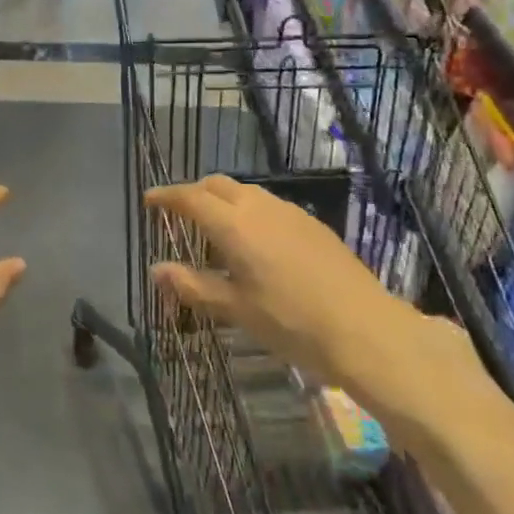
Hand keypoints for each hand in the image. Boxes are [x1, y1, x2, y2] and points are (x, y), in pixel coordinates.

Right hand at [146, 176, 495, 456]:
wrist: (365, 328)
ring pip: (245, 192)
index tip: (148, 200)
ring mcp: (290, 212)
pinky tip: (254, 242)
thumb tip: (156, 269)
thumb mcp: (236, 309)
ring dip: (223, 201)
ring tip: (215, 230)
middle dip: (193, 193)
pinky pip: (269, 205)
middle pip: (217, 185)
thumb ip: (193, 286)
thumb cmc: (291, 322)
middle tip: (178, 214)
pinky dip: (248, 211)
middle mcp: (259, 207)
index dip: (166, 196)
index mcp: (234, 224)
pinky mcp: (312, 224)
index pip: (190, 198)